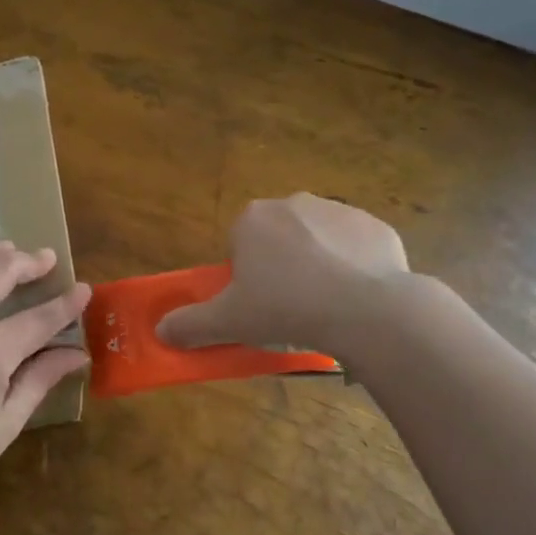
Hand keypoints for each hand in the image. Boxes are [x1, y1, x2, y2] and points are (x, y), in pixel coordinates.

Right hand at [156, 193, 409, 353]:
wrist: (365, 309)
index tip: (259, 304)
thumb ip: (190, 324)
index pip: (240, 245)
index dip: (246, 276)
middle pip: (279, 238)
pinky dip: (355, 268)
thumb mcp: (230, 322)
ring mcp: (339, 210)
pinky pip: (356, 248)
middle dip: (282, 267)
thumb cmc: (285, 308)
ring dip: (318, 265)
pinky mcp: (375, 226)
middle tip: (290, 307)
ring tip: (327, 307)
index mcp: (253, 219)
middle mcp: (293, 202)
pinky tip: (358, 299)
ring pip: (318, 240)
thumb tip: (160, 331)